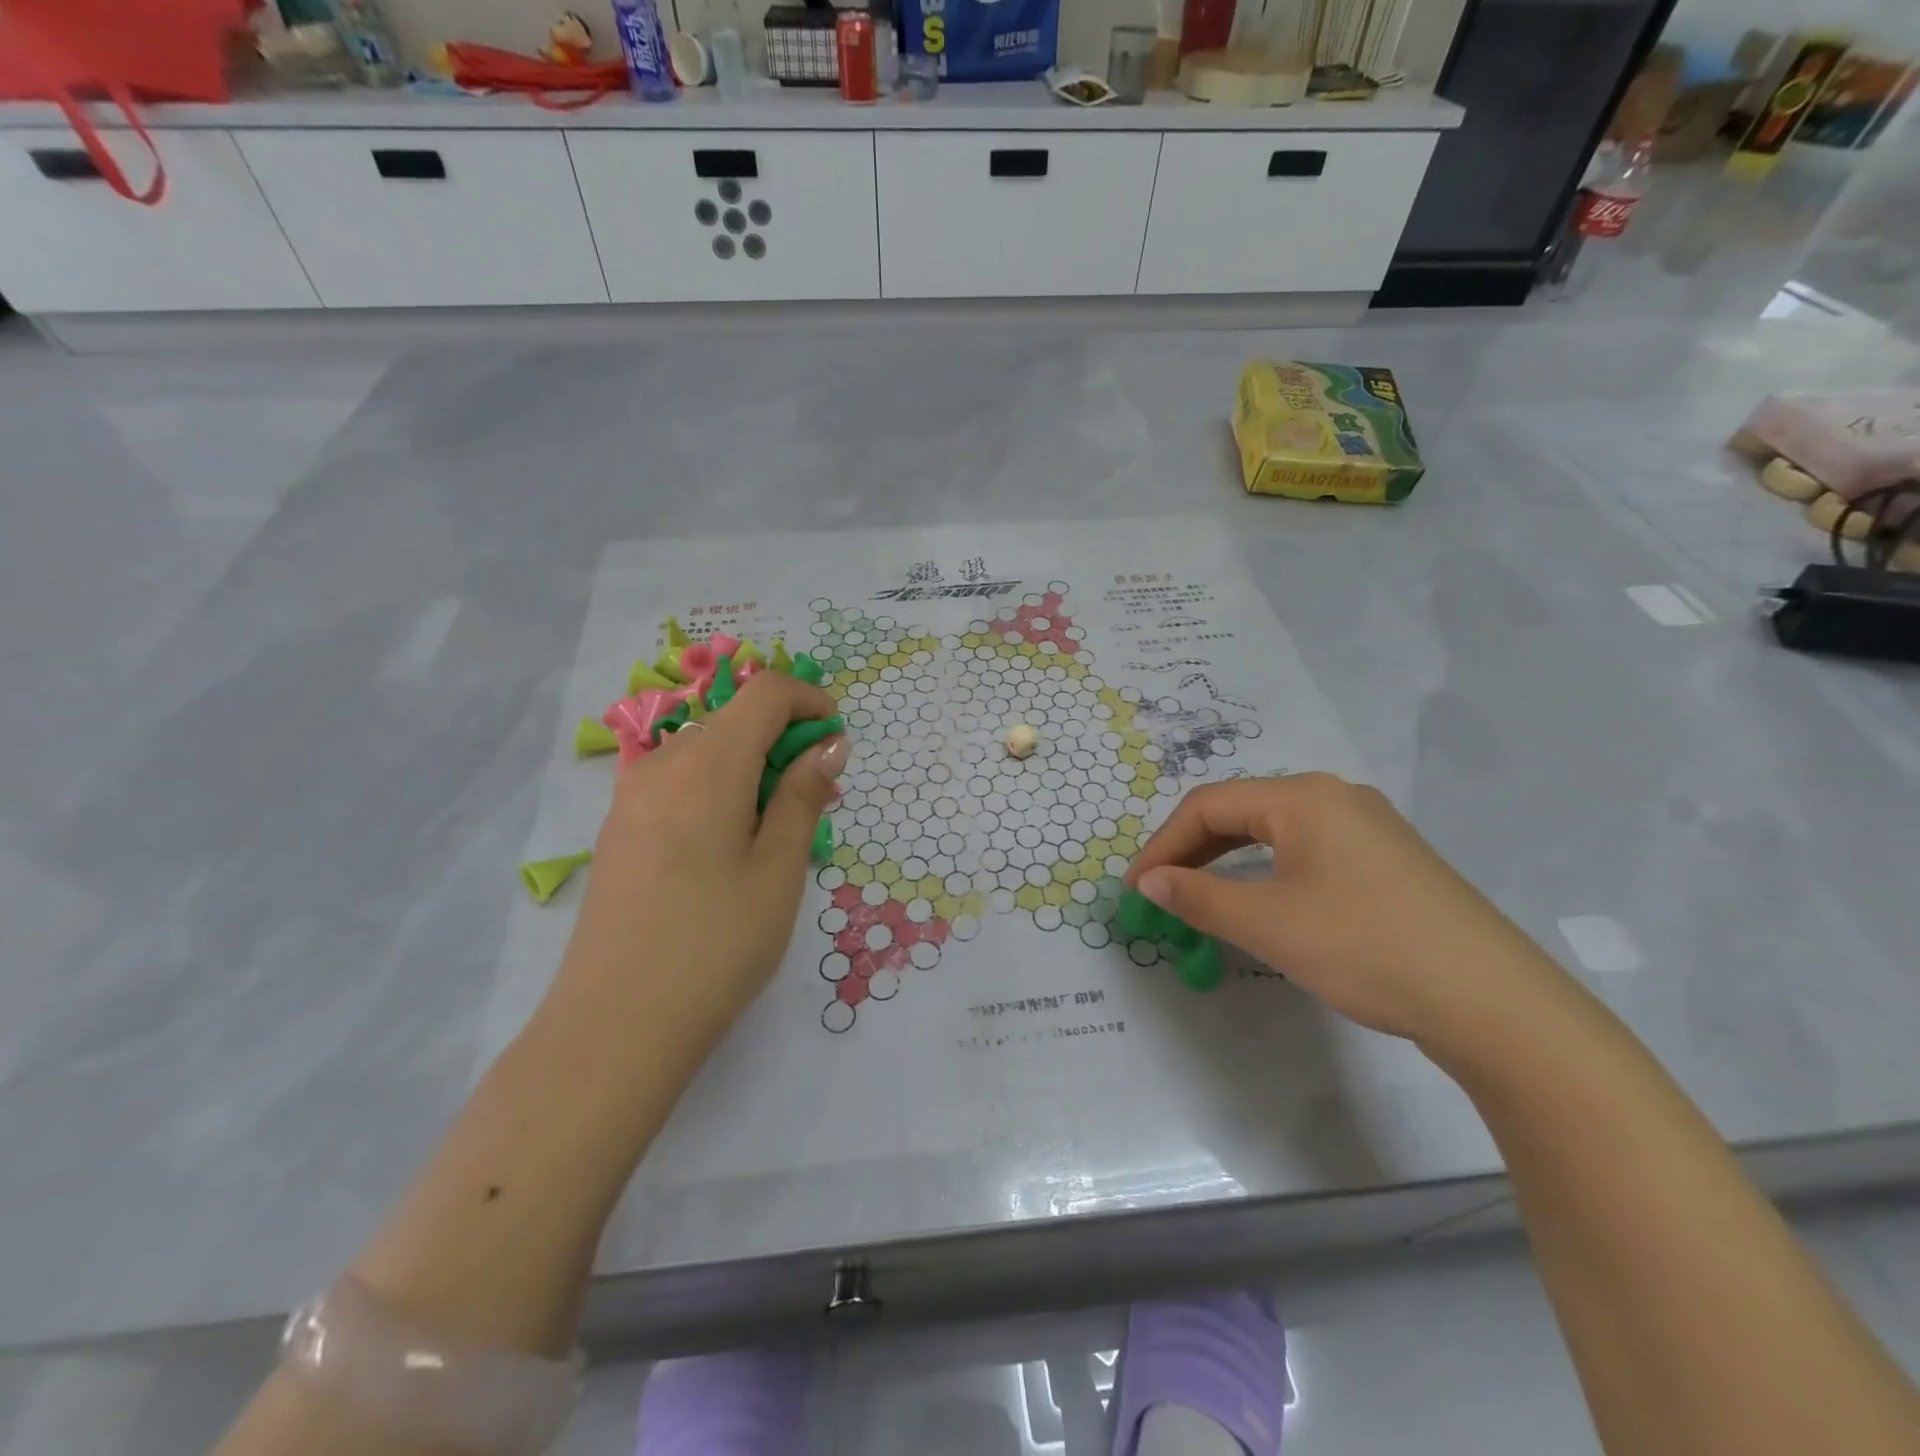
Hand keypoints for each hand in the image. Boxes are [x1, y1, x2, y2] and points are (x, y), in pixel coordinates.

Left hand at [558, 670, 846, 1056]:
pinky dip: (719, 788)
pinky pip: (679, 782)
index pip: (764, 691)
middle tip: (816, 799)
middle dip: (784, 739)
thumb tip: (828, 746)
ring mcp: (632, 796)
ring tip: (777, 830)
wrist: (615, 1025)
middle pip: (734, 717)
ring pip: (706, 750)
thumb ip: (804, 797)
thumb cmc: (716, 943)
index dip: (809, 701)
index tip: (837, 742)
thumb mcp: (779, 869)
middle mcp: (663, 764)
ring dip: (752, 766)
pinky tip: (729, 846)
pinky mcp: (619, 829)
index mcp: (708, 763)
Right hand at [1124, 774, 1571, 1052]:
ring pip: (1273, 832)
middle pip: (1240, 812)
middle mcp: (1334, 797)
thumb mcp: (1269, 924)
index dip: (1163, 844)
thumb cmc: (1366, 948)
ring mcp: (1367, 826)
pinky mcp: (1387, 859)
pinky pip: (1306, 851)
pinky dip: (1266, 872)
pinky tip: (1261, 902)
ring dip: (1227, 862)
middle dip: (1192, 851)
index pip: (1209, 805)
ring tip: (1199, 898)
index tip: (1136, 888)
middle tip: (1161, 893)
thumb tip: (1149, 881)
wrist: (1493, 1002)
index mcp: (1303, 797)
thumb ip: (1199, 897)